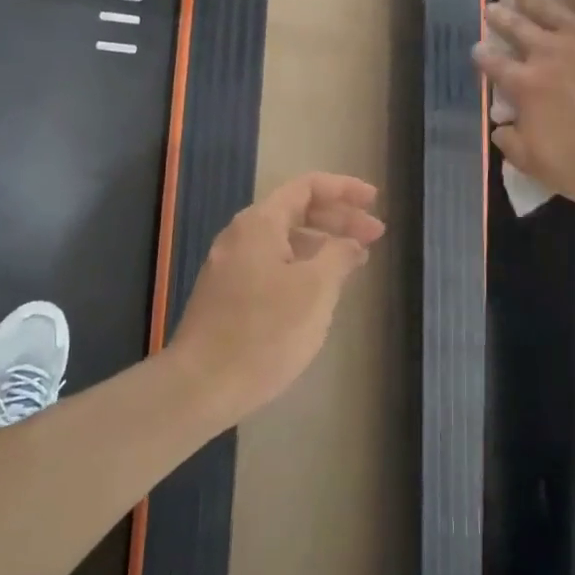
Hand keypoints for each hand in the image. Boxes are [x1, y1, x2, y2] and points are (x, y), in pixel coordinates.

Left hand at [168, 172, 384, 425]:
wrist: (199, 387)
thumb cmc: (264, 332)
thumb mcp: (315, 290)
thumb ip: (339, 256)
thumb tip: (350, 244)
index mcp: (259, 223)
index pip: (307, 187)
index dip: (344, 189)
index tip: (374, 201)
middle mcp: (241, 235)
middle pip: (296, 211)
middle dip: (338, 219)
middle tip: (375, 236)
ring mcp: (230, 266)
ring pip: (285, 240)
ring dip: (322, 244)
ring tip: (354, 263)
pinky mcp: (227, 295)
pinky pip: (272, 264)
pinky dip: (302, 266)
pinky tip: (320, 290)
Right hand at [472, 0, 574, 221]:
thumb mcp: (548, 171)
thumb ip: (517, 147)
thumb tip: (499, 128)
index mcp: (528, 89)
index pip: (497, 68)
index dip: (484, 58)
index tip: (477, 49)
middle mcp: (547, 54)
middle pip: (516, 29)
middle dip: (500, 18)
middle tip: (490, 7)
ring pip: (544, 3)